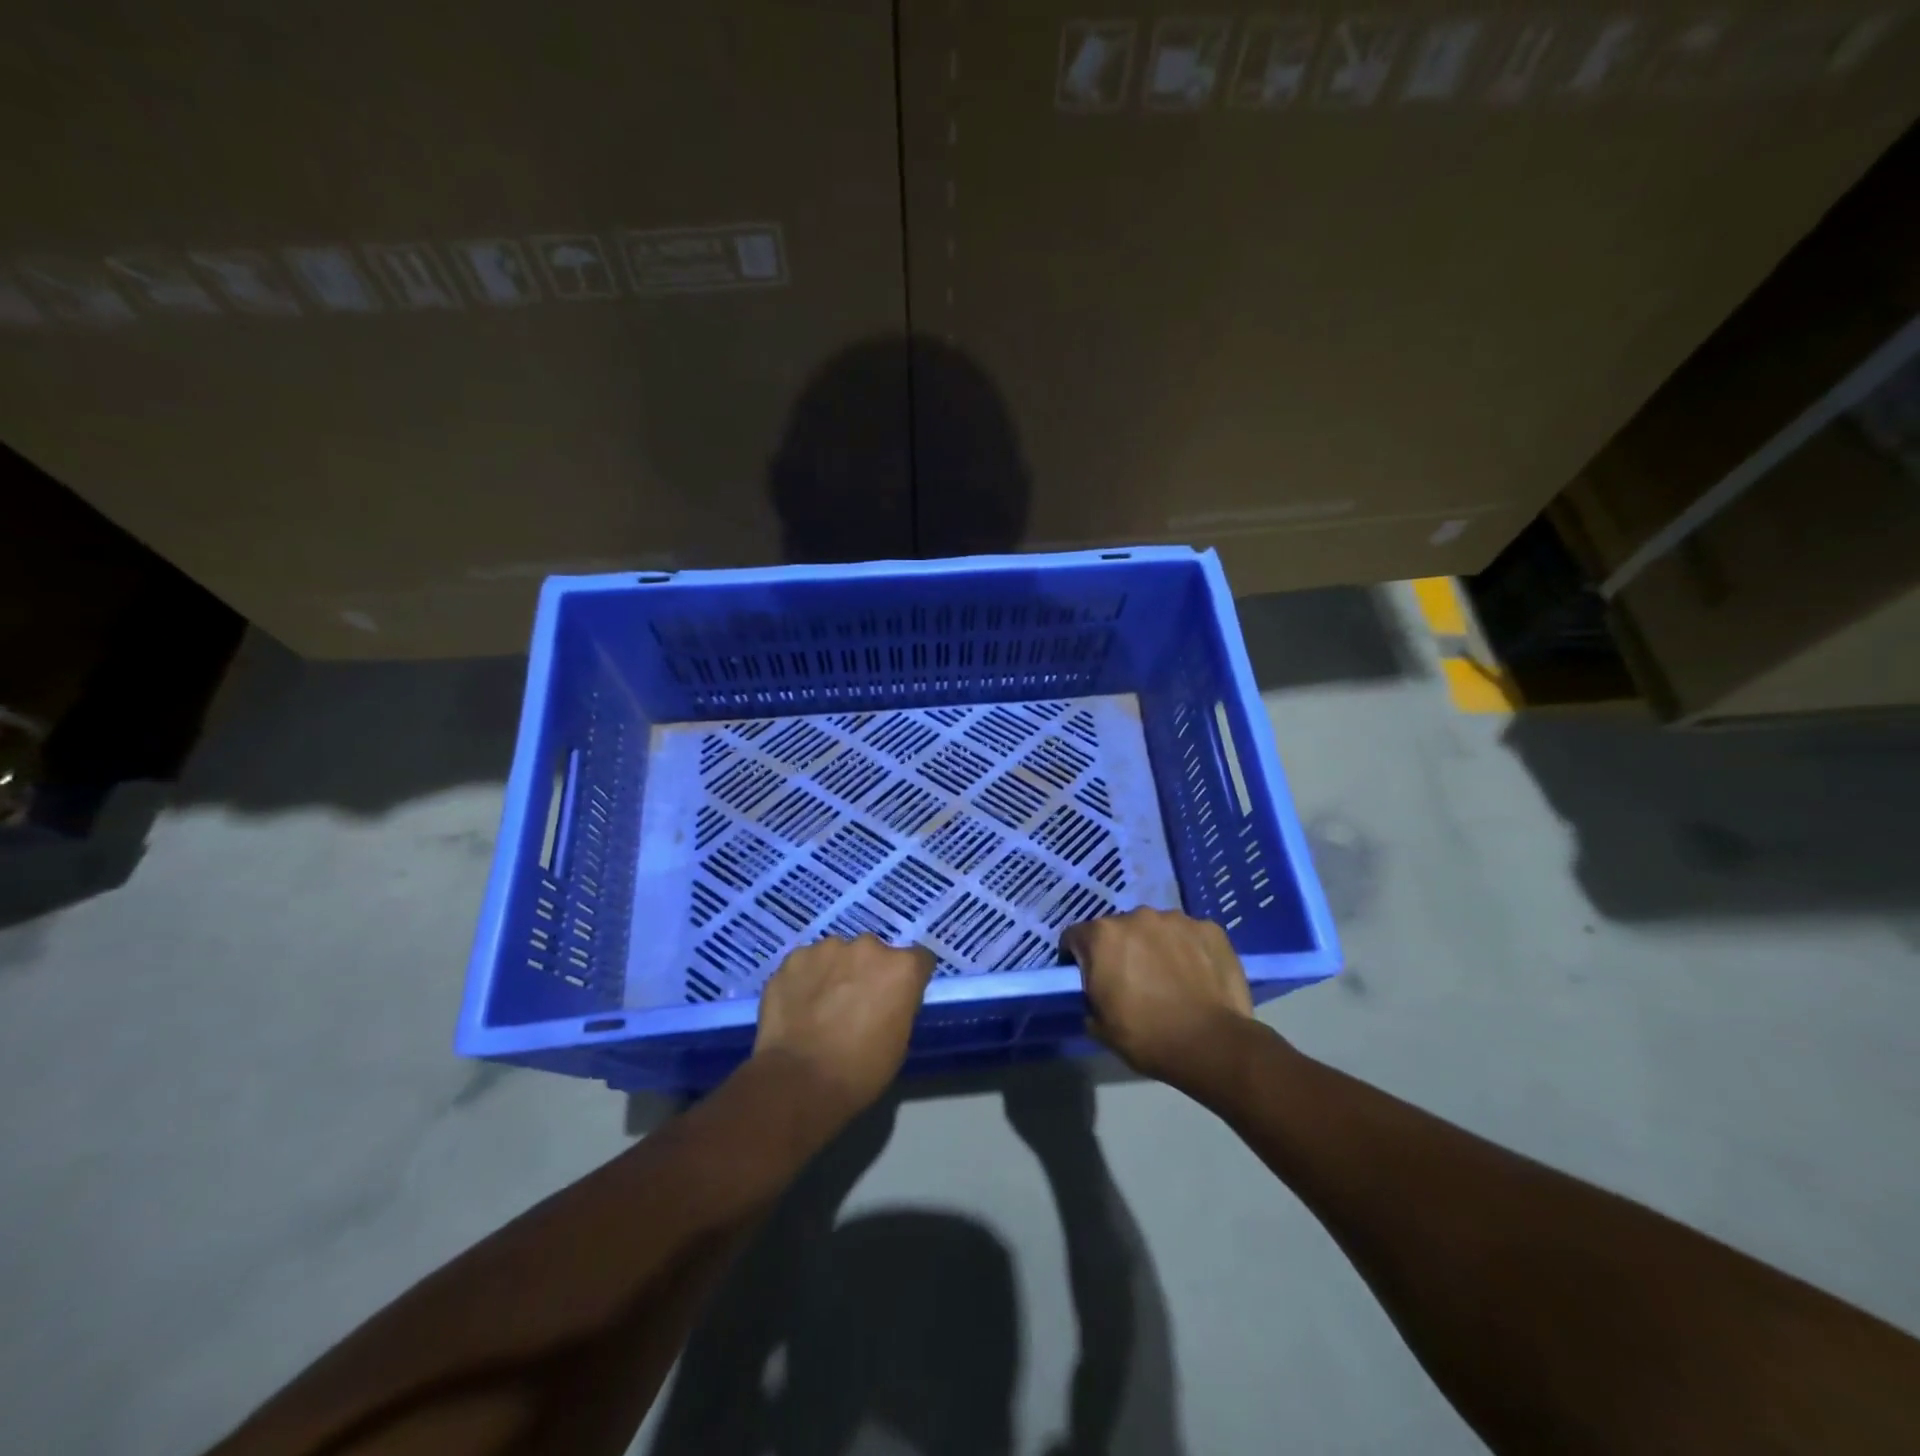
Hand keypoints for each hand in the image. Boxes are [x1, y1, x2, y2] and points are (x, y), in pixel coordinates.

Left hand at [754, 935, 933, 1115]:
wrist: (798, 1081)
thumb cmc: (860, 1070)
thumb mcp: (899, 1042)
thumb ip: (899, 1005)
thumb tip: (888, 999)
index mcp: (902, 968)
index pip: (919, 959)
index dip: (909, 979)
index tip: (899, 997)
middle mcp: (868, 946)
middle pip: (875, 953)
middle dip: (868, 972)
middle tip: (855, 1003)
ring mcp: (828, 948)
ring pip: (838, 954)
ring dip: (836, 971)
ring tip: (822, 1005)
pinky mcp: (795, 957)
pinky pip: (807, 962)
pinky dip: (806, 978)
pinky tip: (798, 1005)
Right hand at [1062, 908, 1258, 1091]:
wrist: (1211, 1045)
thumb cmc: (1147, 1036)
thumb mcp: (1099, 1025)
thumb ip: (1090, 996)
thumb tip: (1097, 993)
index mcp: (1102, 936)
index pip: (1075, 937)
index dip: (1077, 957)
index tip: (1087, 977)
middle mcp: (1136, 917)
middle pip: (1119, 929)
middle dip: (1120, 949)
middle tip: (1132, 980)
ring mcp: (1176, 920)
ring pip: (1156, 929)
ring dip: (1155, 946)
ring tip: (1169, 977)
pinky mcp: (1209, 929)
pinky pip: (1189, 935)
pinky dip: (1188, 949)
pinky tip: (1196, 975)